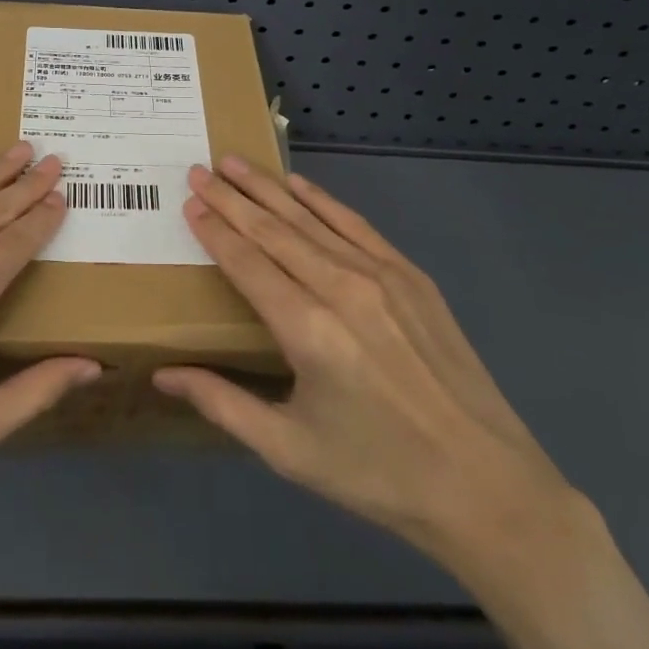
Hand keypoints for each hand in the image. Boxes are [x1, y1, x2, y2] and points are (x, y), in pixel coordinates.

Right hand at [154, 157, 583, 593]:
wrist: (486, 486)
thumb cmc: (378, 474)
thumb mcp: (290, 450)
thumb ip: (222, 403)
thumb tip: (162, 376)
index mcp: (308, 331)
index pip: (247, 262)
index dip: (215, 230)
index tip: (190, 201)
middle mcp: (342, 288)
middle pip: (274, 230)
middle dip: (231, 197)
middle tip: (198, 169)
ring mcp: (382, 276)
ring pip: (311, 218)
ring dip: (269, 188)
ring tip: (234, 163)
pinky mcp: (412, 276)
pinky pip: (355, 225)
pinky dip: (322, 200)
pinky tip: (298, 184)